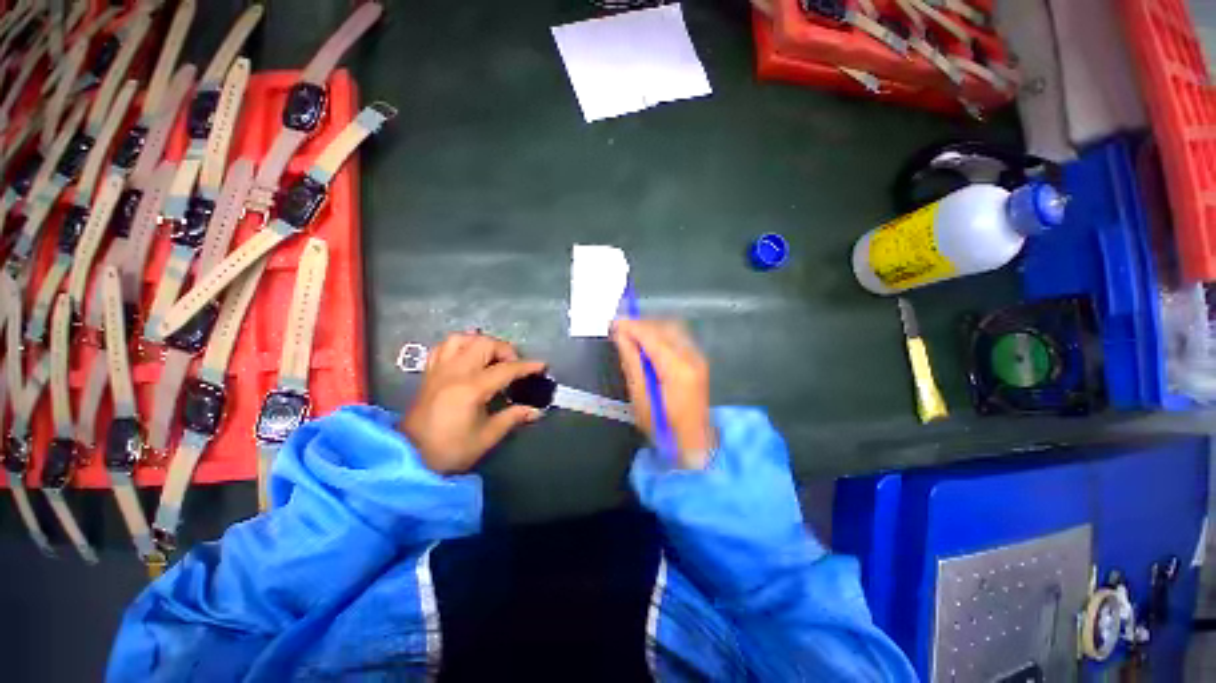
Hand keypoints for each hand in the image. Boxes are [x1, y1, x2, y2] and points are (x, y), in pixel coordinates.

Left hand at [401, 332, 545, 473]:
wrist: (409, 459)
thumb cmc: (450, 450)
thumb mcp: (486, 437)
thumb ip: (512, 417)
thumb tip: (536, 411)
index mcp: (470, 389)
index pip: (505, 369)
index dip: (527, 366)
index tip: (542, 366)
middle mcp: (454, 372)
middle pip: (484, 344)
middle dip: (505, 350)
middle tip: (513, 365)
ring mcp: (439, 370)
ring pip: (461, 339)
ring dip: (481, 343)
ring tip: (490, 357)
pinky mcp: (428, 374)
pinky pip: (443, 347)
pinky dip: (459, 345)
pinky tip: (467, 356)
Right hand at [611, 319, 714, 468]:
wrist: (694, 443)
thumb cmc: (663, 427)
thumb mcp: (640, 398)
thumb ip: (632, 362)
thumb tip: (621, 337)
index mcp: (677, 369)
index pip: (652, 336)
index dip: (632, 326)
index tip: (613, 322)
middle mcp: (692, 358)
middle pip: (665, 327)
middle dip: (641, 323)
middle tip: (620, 328)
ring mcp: (698, 358)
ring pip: (673, 328)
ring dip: (651, 327)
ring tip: (631, 333)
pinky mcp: (698, 360)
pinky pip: (678, 336)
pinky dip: (661, 333)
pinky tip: (648, 341)